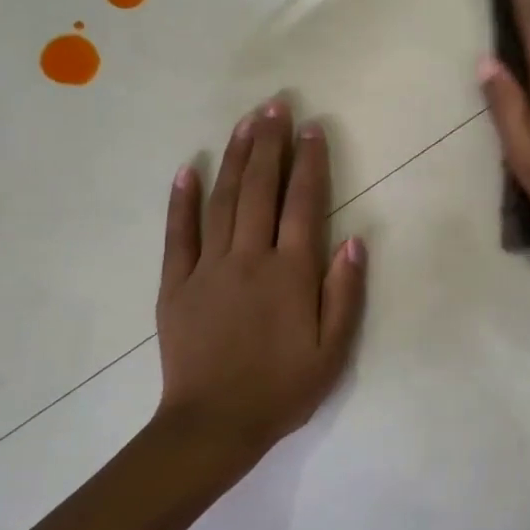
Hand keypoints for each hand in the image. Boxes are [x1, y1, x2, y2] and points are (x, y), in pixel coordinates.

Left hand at [154, 102, 365, 462]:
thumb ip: (345, 292)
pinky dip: (181, 200)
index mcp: (291, 273)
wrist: (214, 425)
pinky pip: (178, 234)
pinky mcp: (175, 284)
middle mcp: (250, 258)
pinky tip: (187, 168)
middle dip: (269, 144)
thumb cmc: (283, 388)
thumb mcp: (334, 350)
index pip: (302, 204)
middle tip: (275, 105)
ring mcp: (208, 268)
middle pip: (260, 189)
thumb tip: (354, 238)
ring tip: (244, 122)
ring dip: (234, 158)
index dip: (309, 163)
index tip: (312, 129)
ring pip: (222, 201)